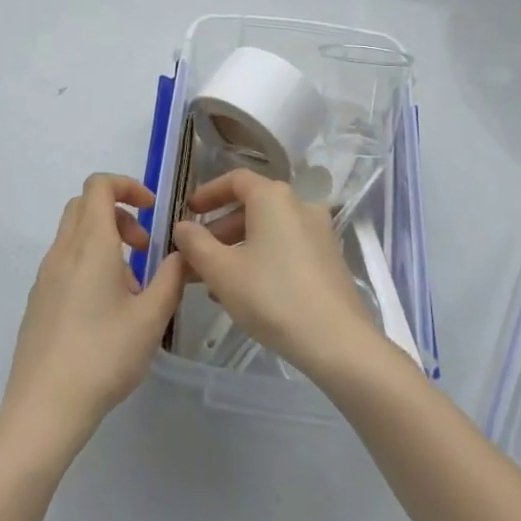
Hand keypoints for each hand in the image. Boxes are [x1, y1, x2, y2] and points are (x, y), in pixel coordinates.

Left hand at [0, 174, 186, 460]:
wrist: (42, 410)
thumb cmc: (102, 357)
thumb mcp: (151, 319)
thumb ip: (172, 279)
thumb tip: (183, 253)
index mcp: (91, 244)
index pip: (100, 185)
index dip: (128, 186)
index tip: (153, 210)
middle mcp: (64, 250)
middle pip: (85, 205)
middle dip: (119, 214)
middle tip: (144, 248)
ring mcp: (45, 276)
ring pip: (74, 234)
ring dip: (105, 241)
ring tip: (130, 287)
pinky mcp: (38, 301)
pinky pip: (65, 262)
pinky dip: (88, 264)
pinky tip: (105, 311)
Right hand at [172, 170, 380, 381]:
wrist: (337, 341)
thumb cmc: (272, 296)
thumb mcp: (222, 271)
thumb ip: (196, 244)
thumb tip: (182, 226)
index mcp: (273, 197)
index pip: (235, 179)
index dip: (208, 193)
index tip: (188, 212)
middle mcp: (299, 204)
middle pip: (252, 206)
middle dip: (219, 230)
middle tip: (196, 256)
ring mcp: (318, 231)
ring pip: (268, 229)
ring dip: (238, 248)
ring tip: (215, 281)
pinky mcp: (328, 257)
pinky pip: (286, 246)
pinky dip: (262, 257)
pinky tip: (247, 291)